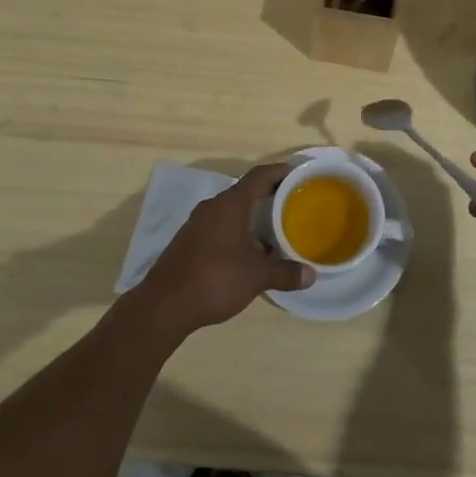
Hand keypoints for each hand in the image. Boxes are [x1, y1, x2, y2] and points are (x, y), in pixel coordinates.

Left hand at [132, 163, 313, 338]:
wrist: (164, 305)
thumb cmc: (215, 279)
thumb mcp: (256, 277)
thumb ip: (284, 273)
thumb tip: (311, 275)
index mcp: (231, 204)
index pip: (259, 176)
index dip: (280, 171)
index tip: (298, 173)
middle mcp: (213, 206)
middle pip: (245, 192)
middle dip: (268, 196)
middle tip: (292, 203)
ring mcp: (198, 223)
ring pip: (231, 211)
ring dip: (252, 217)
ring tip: (274, 230)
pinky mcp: (189, 241)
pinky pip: (219, 226)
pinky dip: (237, 231)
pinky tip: (248, 253)